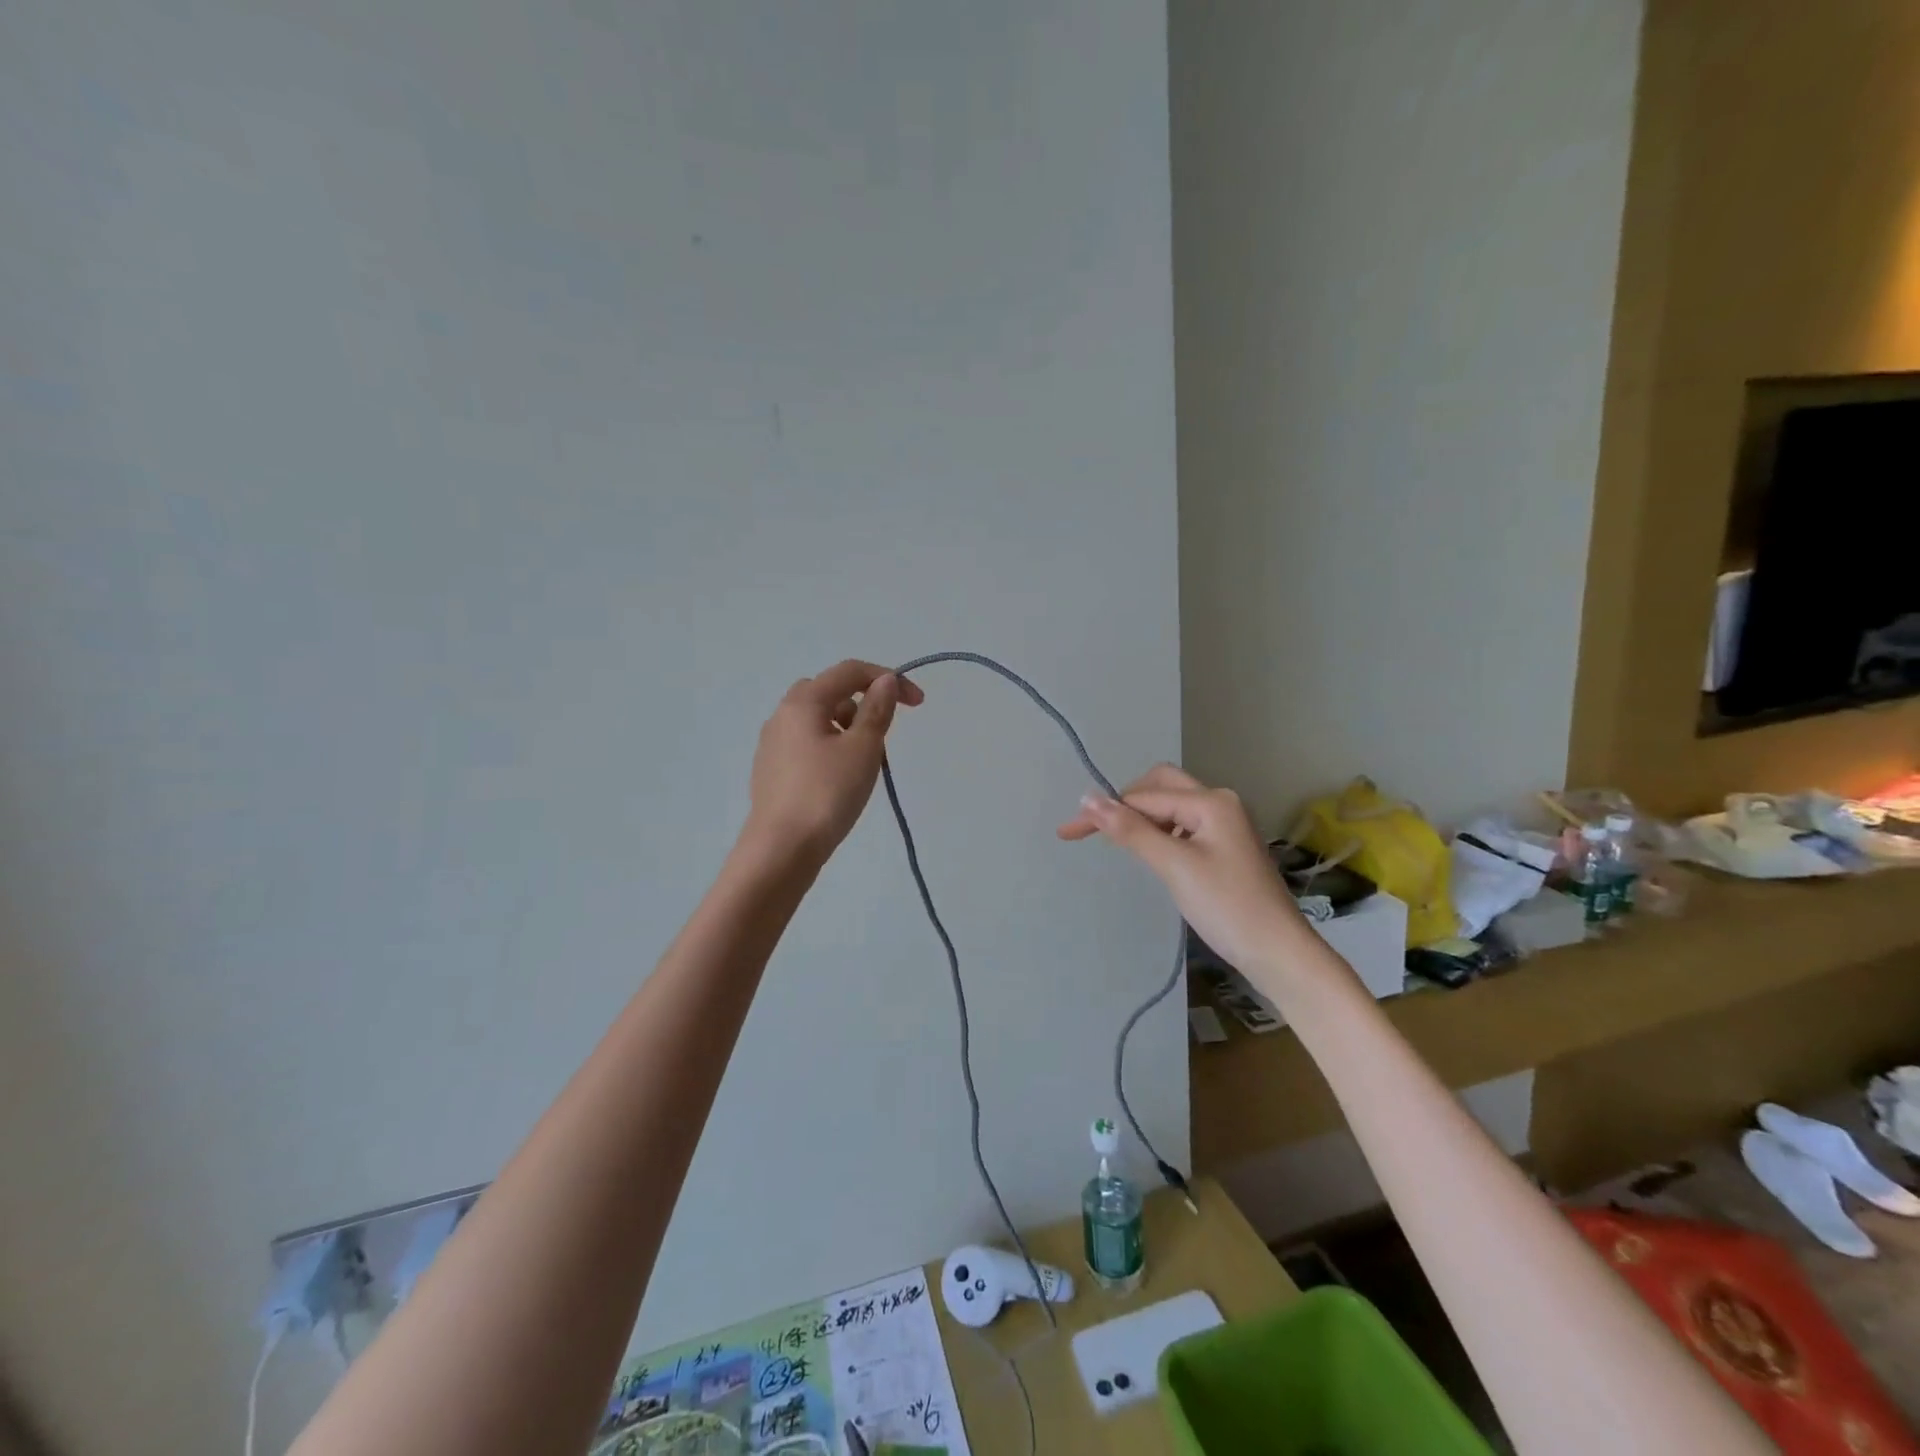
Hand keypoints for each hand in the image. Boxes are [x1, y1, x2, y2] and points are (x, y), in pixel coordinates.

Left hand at [744, 659, 923, 864]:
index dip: (888, 679)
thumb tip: (884, 681)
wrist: (781, 849)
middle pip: (830, 692)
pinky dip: (830, 749)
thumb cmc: (827, 793)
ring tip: (863, 765)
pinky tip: (838, 782)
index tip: (918, 704)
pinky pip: (807, 744)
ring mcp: (772, 744)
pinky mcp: (771, 771)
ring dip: (847, 729)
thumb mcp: (863, 749)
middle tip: (881, 737)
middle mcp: (782, 715)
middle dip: (863, 704)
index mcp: (803, 702)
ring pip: (818, 720)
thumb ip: (877, 710)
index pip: (850, 672)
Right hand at [1058, 764, 1306, 978]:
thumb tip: (1088, 798)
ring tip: (1116, 842)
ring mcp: (1224, 824)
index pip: (1143, 796)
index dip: (1103, 811)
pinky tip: (1149, 851)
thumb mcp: (1173, 865)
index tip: (1067, 832)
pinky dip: (1159, 832)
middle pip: (1159, 786)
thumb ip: (1129, 830)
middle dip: (1124, 802)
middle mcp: (1219, 802)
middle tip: (1094, 829)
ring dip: (1141, 818)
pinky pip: (1182, 825)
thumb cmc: (1226, 906)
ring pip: (1171, 806)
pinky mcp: (1224, 846)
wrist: (1278, 952)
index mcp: (1210, 801)